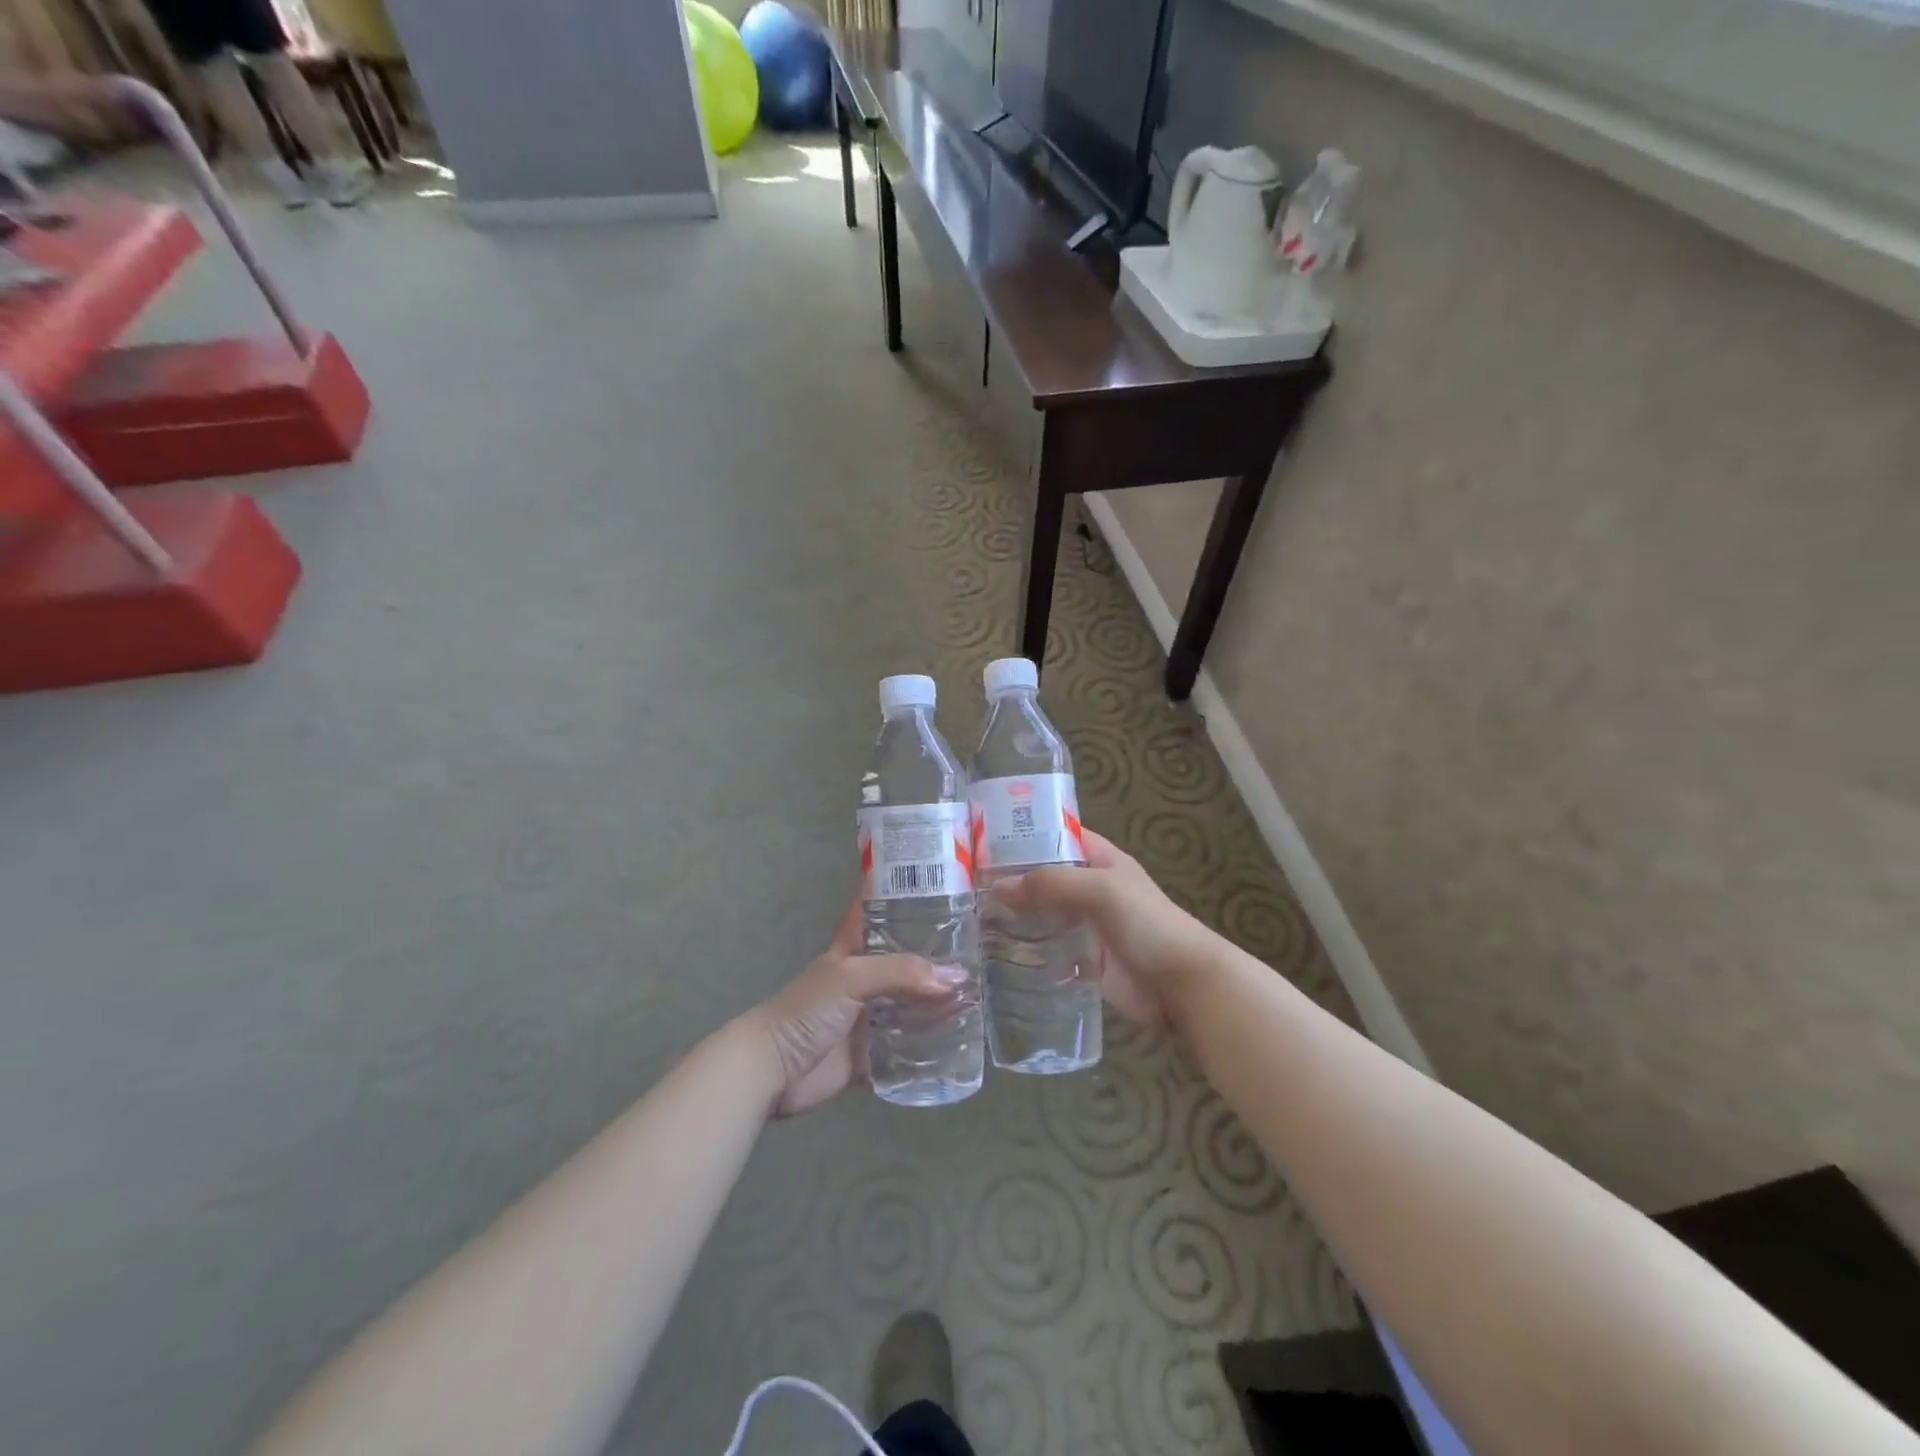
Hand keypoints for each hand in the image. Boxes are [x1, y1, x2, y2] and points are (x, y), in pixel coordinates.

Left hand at [746, 894, 961, 1116]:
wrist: (772, 1069)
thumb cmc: (807, 1009)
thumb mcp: (852, 977)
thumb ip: (902, 972)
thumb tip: (956, 977)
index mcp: (855, 948)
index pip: (881, 909)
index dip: (906, 893)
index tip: (944, 880)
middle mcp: (866, 978)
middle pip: (906, 960)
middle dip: (938, 955)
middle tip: (983, 948)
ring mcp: (869, 1017)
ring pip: (911, 1004)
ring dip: (939, 1002)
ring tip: (982, 994)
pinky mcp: (871, 1054)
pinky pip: (908, 1048)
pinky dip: (930, 1047)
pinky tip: (962, 1040)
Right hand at [992, 829, 1215, 1027]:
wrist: (1183, 984)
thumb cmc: (1148, 924)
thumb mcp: (1101, 890)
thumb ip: (1052, 883)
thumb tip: (999, 887)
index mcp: (1101, 860)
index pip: (1059, 836)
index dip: (1026, 835)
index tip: (984, 839)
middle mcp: (1090, 889)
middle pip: (1045, 877)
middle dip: (1012, 878)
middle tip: (966, 883)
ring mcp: (1086, 926)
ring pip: (1043, 914)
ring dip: (1015, 915)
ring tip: (970, 916)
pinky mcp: (1083, 960)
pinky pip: (1049, 949)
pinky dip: (1026, 949)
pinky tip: (994, 951)